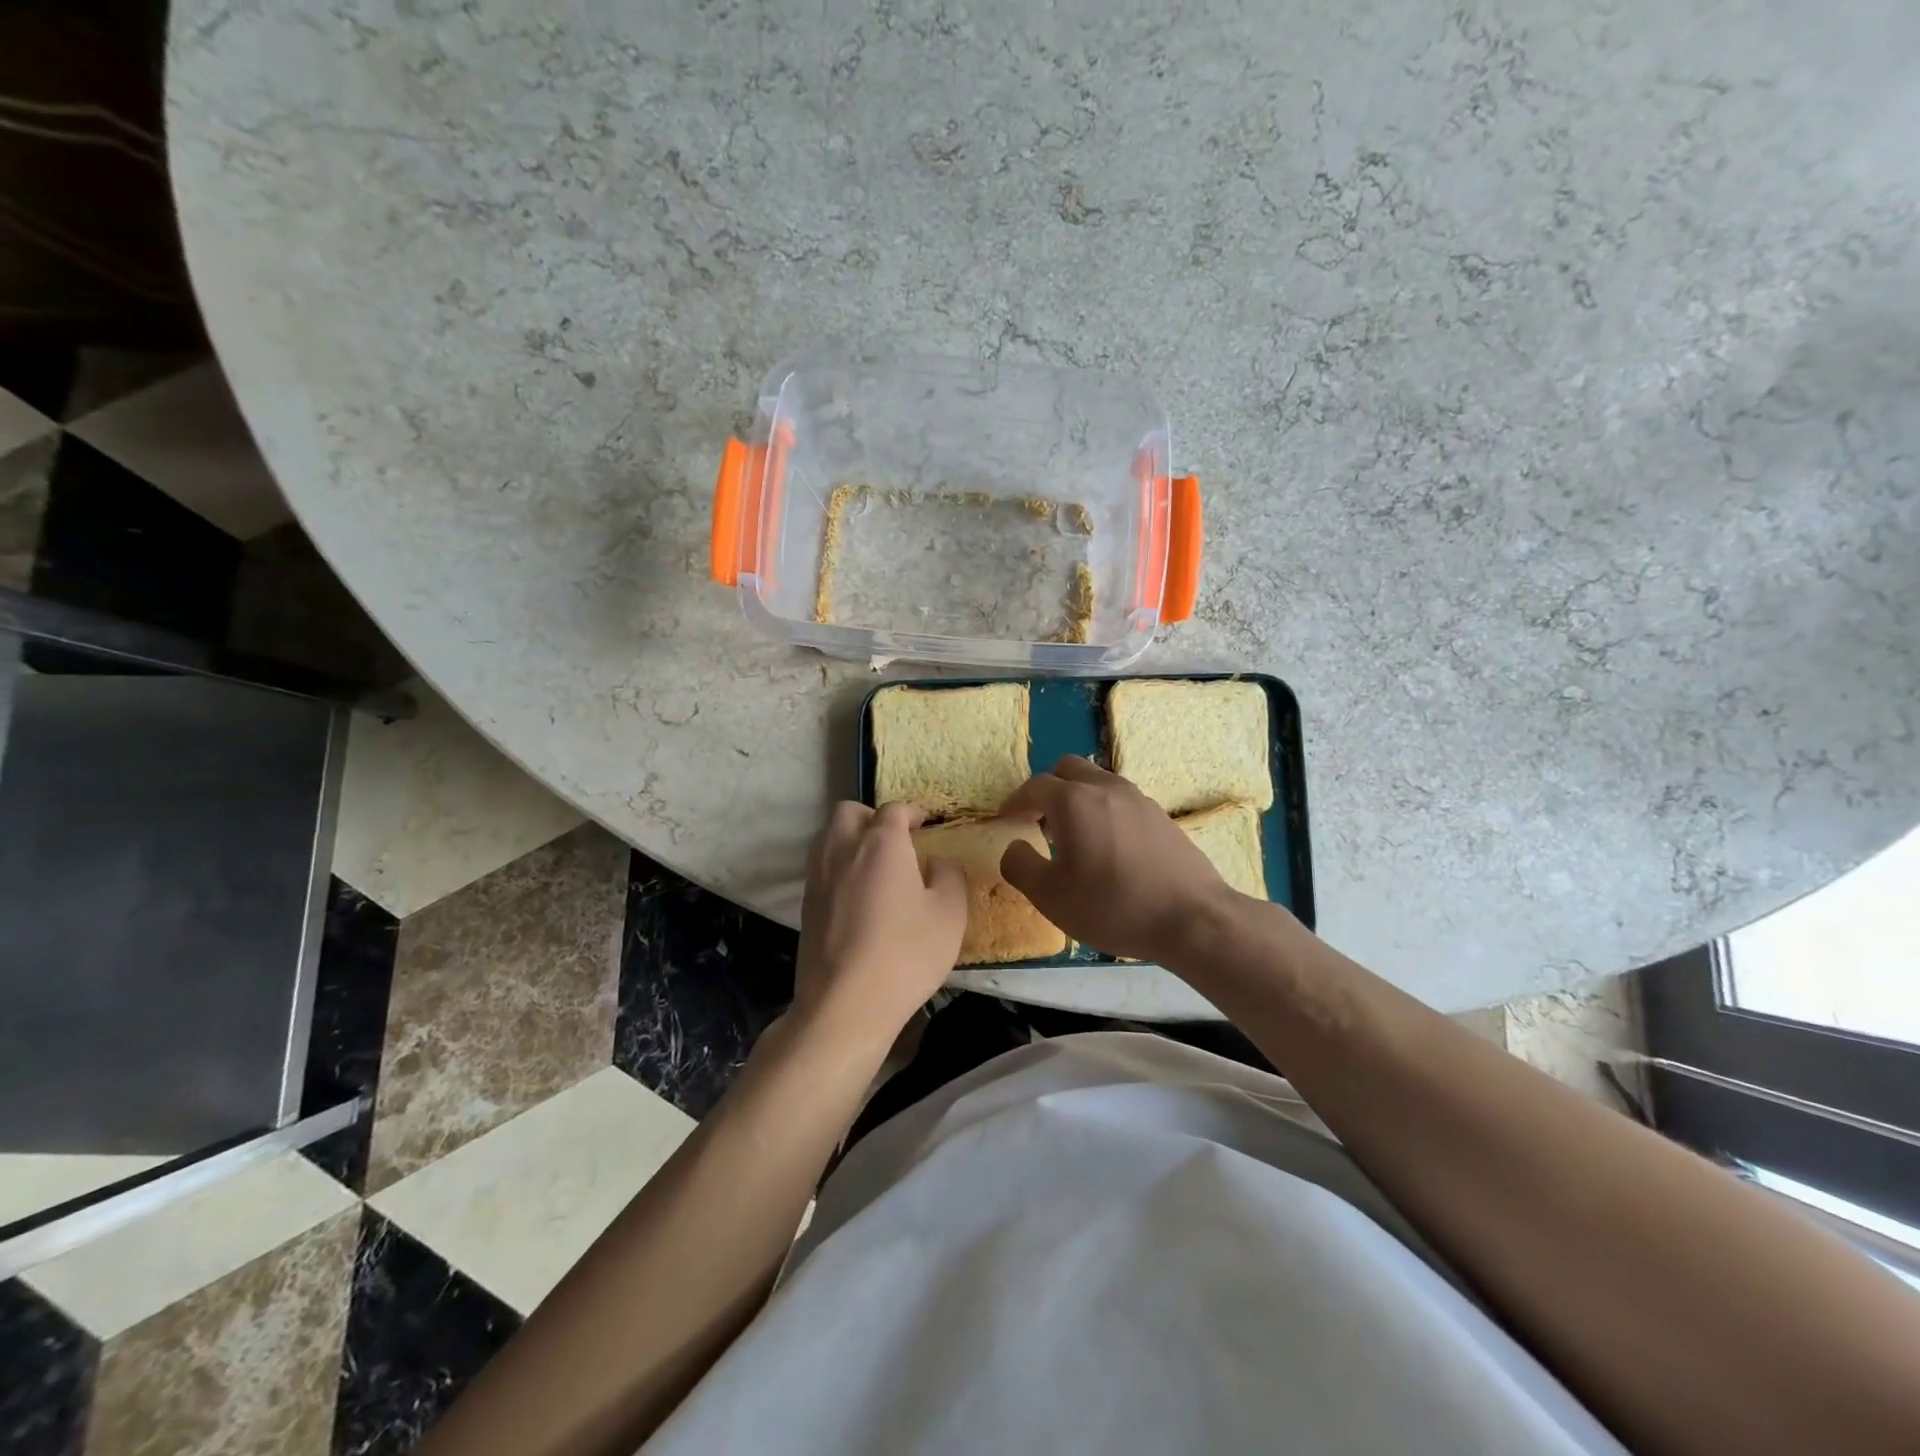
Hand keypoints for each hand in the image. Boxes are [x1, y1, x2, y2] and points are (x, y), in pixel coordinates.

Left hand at [793, 801, 967, 1048]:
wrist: (845, 1003)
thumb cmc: (906, 954)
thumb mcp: (950, 914)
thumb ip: (948, 876)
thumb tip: (936, 862)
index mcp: (881, 843)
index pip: (894, 810)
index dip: (912, 812)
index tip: (925, 823)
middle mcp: (843, 848)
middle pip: (850, 812)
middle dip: (872, 817)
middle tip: (895, 840)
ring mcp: (818, 876)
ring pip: (829, 835)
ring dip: (850, 837)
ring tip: (874, 864)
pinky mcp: (805, 904)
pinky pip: (821, 866)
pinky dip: (838, 865)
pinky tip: (857, 894)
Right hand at [999, 756, 1241, 962]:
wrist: (1193, 918)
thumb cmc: (1113, 906)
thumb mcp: (1050, 896)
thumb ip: (1020, 865)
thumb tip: (1014, 846)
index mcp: (1073, 801)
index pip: (1035, 786)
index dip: (1015, 801)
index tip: (1006, 818)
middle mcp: (1105, 788)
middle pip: (1068, 769)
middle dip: (1048, 788)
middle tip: (1040, 821)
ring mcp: (1138, 798)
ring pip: (1098, 781)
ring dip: (1078, 797)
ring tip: (1075, 836)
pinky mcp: (1161, 815)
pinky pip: (1121, 799)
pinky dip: (1104, 809)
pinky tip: (1109, 848)